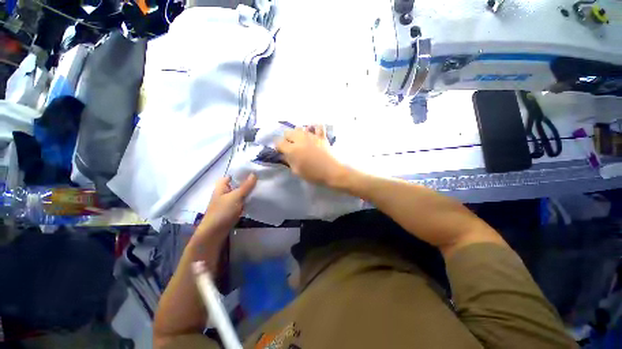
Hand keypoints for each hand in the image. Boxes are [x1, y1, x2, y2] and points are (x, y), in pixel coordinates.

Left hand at [194, 174, 256, 243]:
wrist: (214, 234)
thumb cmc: (222, 212)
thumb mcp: (236, 196)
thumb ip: (246, 186)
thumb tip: (254, 173)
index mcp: (222, 186)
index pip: (232, 176)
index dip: (242, 174)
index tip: (255, 173)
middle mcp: (224, 193)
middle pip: (237, 185)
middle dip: (248, 183)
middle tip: (261, 181)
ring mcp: (228, 203)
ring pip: (240, 194)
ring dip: (249, 193)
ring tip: (261, 190)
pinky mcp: (232, 211)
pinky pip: (241, 203)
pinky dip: (247, 202)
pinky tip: (256, 201)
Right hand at [276, 125, 346, 186]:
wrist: (332, 172)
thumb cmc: (313, 174)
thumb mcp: (297, 171)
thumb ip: (288, 161)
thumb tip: (283, 155)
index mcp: (292, 150)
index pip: (279, 142)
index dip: (278, 147)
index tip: (281, 151)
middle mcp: (300, 140)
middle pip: (288, 132)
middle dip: (286, 139)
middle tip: (290, 146)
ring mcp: (312, 136)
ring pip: (300, 128)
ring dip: (297, 134)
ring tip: (301, 141)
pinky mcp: (321, 136)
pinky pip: (318, 126)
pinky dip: (315, 128)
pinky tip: (313, 131)